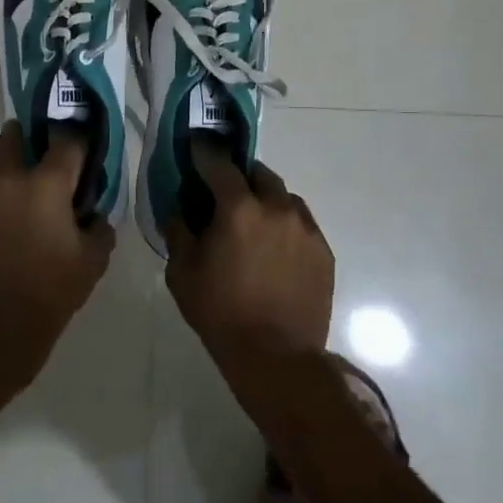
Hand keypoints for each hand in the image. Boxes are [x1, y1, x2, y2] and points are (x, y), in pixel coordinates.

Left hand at [0, 122, 115, 382]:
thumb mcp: (92, 262)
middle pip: (11, 136)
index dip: (76, 138)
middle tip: (38, 157)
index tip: (81, 145)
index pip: (66, 140)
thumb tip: (94, 215)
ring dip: (1, 169)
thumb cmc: (50, 293)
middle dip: (25, 138)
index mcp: (46, 184)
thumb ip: (99, 229)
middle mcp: (7, 179)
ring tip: (14, 193)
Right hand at [165, 141, 333, 371]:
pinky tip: (275, 247)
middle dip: (240, 175)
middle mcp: (277, 208)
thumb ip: (178, 231)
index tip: (196, 144)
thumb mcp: (182, 272)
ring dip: (266, 199)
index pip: (219, 164)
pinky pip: (301, 224)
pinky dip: (285, 224)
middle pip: (258, 174)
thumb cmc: (221, 313)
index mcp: (239, 209)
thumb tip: (180, 209)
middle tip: (225, 190)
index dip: (204, 151)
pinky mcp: (324, 251)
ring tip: (253, 220)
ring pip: (284, 197)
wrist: (277, 357)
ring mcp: (306, 229)